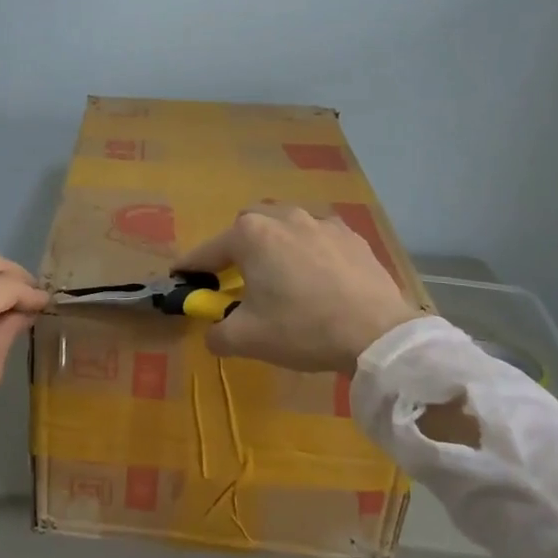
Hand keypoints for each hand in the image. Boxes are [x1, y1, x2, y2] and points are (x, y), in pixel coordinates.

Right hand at [176, 204, 422, 372]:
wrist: (377, 333)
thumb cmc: (302, 329)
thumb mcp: (247, 339)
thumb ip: (217, 333)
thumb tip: (213, 333)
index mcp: (251, 235)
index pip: (208, 251)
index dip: (191, 267)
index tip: (180, 278)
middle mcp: (283, 217)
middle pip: (247, 228)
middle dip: (236, 249)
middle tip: (236, 279)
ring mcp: (321, 223)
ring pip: (285, 228)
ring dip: (275, 247)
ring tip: (281, 277)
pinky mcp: (352, 236)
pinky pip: (318, 238)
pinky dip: (309, 252)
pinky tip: (318, 279)